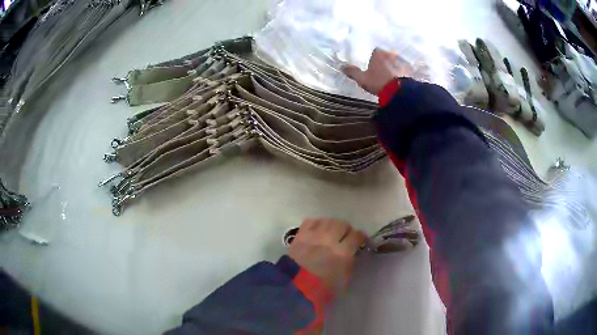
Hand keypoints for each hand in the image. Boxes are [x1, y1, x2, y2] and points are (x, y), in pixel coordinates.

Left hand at [288, 218, 365, 293]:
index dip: (360, 237)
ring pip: (328, 220)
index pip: (357, 236)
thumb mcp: (345, 280)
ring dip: (332, 225)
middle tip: (345, 236)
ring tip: (331, 232)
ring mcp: (314, 235)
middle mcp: (330, 240)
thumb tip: (351, 255)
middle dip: (346, 229)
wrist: (296, 286)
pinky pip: (311, 221)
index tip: (360, 241)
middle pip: (343, 224)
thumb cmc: (323, 288)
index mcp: (343, 252)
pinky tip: (317, 230)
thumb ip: (350, 264)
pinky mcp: (301, 235)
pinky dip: (317, 223)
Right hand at [342, 48, 413, 94]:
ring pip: (396, 62)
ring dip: (395, 67)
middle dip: (385, 61)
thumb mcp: (362, 79)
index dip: (374, 59)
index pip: (375, 52)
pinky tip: (400, 80)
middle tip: (383, 72)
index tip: (374, 67)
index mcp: (378, 53)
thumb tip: (342, 66)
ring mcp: (402, 60)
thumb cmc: (378, 82)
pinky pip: (405, 69)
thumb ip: (353, 72)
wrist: (399, 91)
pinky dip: (403, 73)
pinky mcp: (410, 69)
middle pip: (387, 55)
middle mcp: (391, 53)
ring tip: (392, 77)